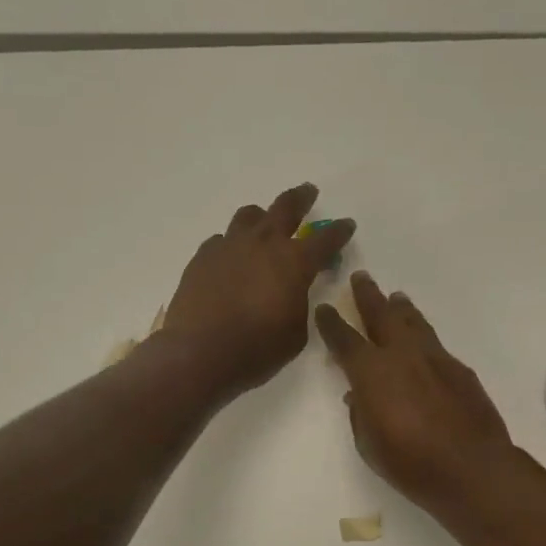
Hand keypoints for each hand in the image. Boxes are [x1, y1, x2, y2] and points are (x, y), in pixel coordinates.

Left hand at [162, 184, 355, 399]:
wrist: (198, 354)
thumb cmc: (256, 349)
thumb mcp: (295, 333)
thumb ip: (298, 304)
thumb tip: (291, 291)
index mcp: (294, 262)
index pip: (325, 239)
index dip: (339, 231)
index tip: (347, 224)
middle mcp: (263, 244)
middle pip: (286, 207)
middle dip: (301, 198)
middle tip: (308, 192)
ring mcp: (229, 246)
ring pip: (248, 216)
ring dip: (261, 217)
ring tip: (262, 222)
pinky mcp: (202, 257)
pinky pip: (221, 240)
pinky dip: (231, 245)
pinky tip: (230, 258)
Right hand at [314, 272, 513, 510]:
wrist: (471, 468)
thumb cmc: (410, 462)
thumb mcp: (369, 444)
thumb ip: (360, 413)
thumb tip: (358, 396)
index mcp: (371, 372)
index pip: (344, 339)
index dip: (331, 323)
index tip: (324, 309)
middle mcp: (401, 355)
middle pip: (381, 315)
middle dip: (368, 295)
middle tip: (361, 277)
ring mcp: (434, 358)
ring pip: (413, 322)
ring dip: (401, 309)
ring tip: (396, 297)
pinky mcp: (459, 369)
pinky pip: (435, 343)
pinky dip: (423, 336)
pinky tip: (424, 342)